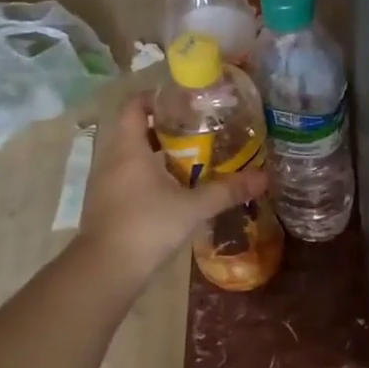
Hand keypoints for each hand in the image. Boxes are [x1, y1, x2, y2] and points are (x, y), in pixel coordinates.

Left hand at [75, 92, 267, 286]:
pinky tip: (173, 190)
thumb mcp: (193, 207)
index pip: (133, 105)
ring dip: (156, 153)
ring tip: (191, 158)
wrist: (105, 270)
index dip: (155, 97)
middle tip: (197, 130)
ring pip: (130, 155)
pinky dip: (148, 175)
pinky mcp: (105, 204)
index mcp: (129, 148)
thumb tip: (264, 178)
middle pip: (134, 129)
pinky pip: (127, 176)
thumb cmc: (147, 226)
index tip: (183, 101)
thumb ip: (227, 190)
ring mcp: (104, 182)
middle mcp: (111, 158)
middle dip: (164, 127)